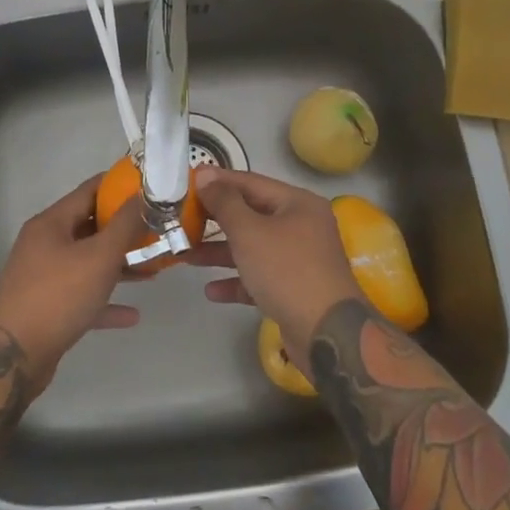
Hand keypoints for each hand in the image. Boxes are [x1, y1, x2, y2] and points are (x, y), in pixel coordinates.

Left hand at [0, 174, 139, 388]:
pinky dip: (105, 300)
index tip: (149, 187)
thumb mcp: (100, 256)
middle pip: (89, 227)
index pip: (89, 191)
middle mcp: (44, 244)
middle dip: (124, 230)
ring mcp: (43, 277)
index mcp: (51, 223)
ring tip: (152, 269)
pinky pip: (82, 296)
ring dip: (118, 265)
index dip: (119, 186)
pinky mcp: (46, 308)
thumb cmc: (59, 295)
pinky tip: (132, 315)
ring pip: (87, 263)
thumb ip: (125, 225)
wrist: (13, 357)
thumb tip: (144, 195)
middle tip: (156, 230)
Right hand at [191, 167, 363, 356]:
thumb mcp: (250, 232)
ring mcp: (299, 259)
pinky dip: (237, 281)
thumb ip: (224, 203)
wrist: (327, 334)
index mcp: (297, 204)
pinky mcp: (294, 289)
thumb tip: (205, 175)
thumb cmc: (287, 271)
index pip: (251, 183)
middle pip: (251, 215)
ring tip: (187, 256)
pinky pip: (259, 277)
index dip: (218, 181)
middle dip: (216, 220)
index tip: (187, 183)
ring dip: (220, 252)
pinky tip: (211, 291)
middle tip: (182, 220)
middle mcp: (301, 226)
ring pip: (253, 248)